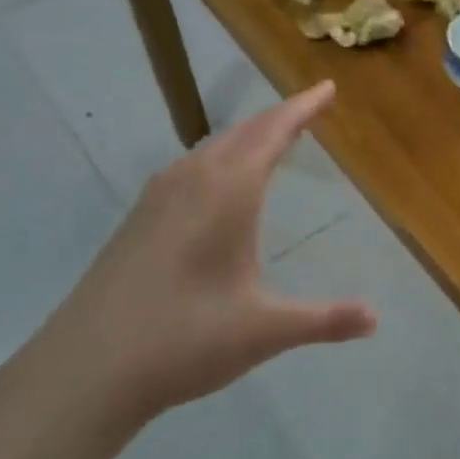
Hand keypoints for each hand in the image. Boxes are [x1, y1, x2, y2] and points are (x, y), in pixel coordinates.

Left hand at [4, 81, 375, 433]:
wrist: (83, 370)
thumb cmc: (183, 340)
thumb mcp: (265, 331)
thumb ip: (325, 320)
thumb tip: (376, 318)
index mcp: (227, 194)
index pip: (272, 134)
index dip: (302, 109)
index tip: (326, 87)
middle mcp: (190, 183)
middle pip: (241, 134)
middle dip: (277, 118)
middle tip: (308, 108)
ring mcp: (156, 200)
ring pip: (210, 149)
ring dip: (245, 137)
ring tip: (270, 138)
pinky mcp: (137, 221)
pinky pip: (189, 169)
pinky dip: (218, 159)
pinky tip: (216, 183)